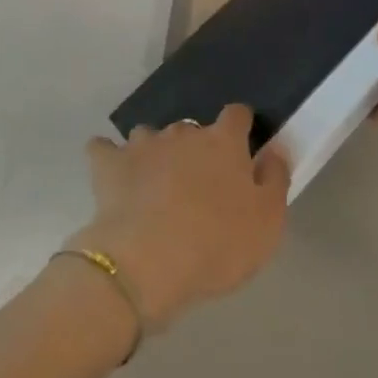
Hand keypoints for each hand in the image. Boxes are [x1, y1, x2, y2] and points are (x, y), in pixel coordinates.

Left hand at [76, 105, 287, 328]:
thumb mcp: (268, 222)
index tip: (240, 147)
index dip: (239, 128)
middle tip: (197, 183)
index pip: (237, 115)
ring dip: (154, 152)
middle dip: (195, 147)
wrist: (147, 262)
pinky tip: (110, 172)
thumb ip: (275, 179)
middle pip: (192, 128)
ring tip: (154, 182)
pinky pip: (103, 149)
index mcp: (223, 142)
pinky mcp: (108, 165)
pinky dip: (108, 157)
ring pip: (149, 135)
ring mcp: (143, 145)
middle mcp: (183, 133)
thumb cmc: (217, 244)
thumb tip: (274, 149)